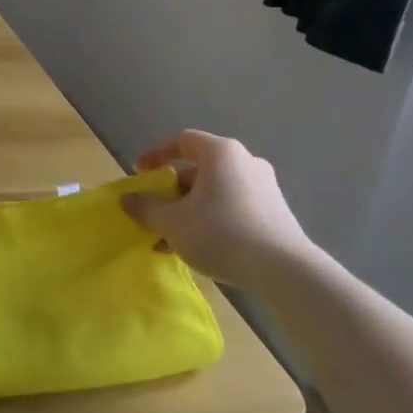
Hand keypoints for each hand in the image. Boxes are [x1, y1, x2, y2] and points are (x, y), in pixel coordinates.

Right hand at [123, 130, 313, 287]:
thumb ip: (146, 208)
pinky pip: (235, 207)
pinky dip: (214, 220)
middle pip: (200, 169)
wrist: (285, 271)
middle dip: (174, 191)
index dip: (156, 155)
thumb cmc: (221, 233)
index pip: (182, 141)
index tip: (140, 174)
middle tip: (158, 211)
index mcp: (220, 152)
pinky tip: (203, 249)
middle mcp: (245, 161)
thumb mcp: (173, 222)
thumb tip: (127, 200)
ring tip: (175, 238)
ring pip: (217, 192)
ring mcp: (265, 187)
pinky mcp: (277, 213)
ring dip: (192, 210)